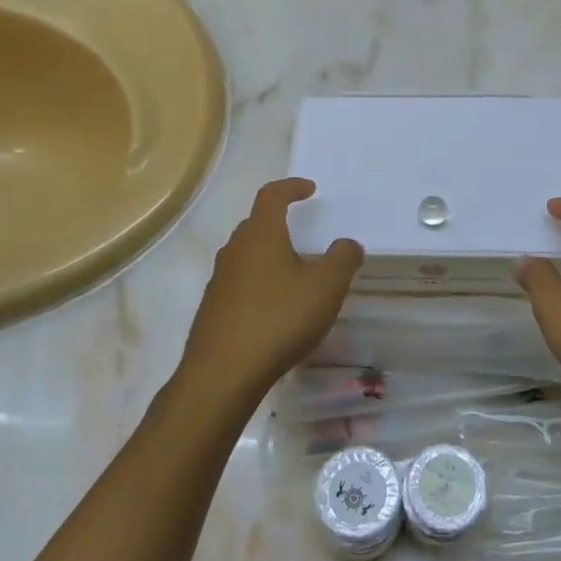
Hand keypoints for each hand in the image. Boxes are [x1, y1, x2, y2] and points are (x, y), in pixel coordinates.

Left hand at [177, 178, 362, 402]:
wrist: (223, 372)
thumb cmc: (279, 319)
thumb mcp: (326, 287)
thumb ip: (342, 259)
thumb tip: (348, 244)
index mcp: (261, 235)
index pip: (272, 195)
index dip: (291, 187)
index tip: (310, 190)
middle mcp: (235, 250)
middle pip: (256, 224)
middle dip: (280, 223)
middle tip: (304, 233)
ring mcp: (219, 280)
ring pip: (247, 255)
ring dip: (269, 256)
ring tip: (294, 274)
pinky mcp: (213, 308)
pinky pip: (239, 283)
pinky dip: (259, 284)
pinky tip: (275, 309)